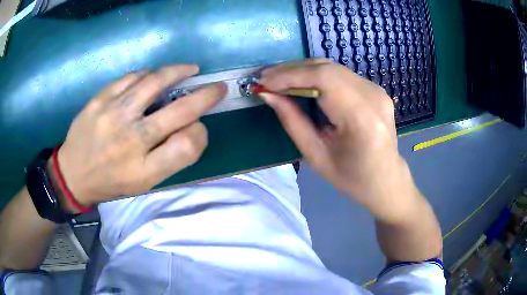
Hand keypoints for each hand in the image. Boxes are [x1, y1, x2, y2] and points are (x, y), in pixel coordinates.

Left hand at [50, 65, 225, 207]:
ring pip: (155, 82)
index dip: (201, 133)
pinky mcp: (99, 100)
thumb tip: (192, 127)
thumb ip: (169, 159)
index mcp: (144, 170)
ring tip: (189, 69)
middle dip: (206, 96)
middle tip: (217, 87)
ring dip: (179, 72)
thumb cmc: (110, 182)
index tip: (200, 127)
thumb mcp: (142, 184)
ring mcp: (113, 115)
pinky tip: (153, 76)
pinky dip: (148, 73)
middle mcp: (131, 140)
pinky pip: (131, 77)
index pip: (188, 146)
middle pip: (179, 111)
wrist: (72, 174)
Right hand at [260, 60, 420, 223]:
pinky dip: (317, 75)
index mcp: (362, 119)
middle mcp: (374, 97)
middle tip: (266, 78)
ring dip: (303, 70)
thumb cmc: (352, 178)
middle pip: (328, 68)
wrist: (386, 179)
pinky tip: (302, 84)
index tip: (264, 81)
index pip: (324, 79)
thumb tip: (268, 94)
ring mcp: (377, 90)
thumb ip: (292, 121)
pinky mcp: (375, 89)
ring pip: (333, 68)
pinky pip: (341, 74)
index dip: (291, 75)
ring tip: (279, 80)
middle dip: (292, 70)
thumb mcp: (316, 156)